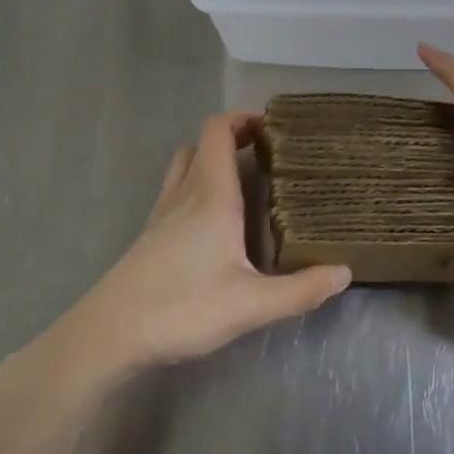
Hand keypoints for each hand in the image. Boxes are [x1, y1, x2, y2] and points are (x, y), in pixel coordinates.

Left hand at [51, 112, 350, 381]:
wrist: (109, 335)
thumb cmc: (182, 308)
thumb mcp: (251, 305)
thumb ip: (301, 290)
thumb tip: (345, 272)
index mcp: (210, 194)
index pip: (219, 130)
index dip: (244, 119)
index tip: (275, 129)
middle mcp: (184, 193)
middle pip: (203, 143)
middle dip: (234, 139)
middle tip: (267, 156)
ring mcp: (162, 213)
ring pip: (186, 166)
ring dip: (212, 161)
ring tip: (244, 183)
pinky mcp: (150, 236)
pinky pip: (177, 192)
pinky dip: (198, 188)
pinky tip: (216, 224)